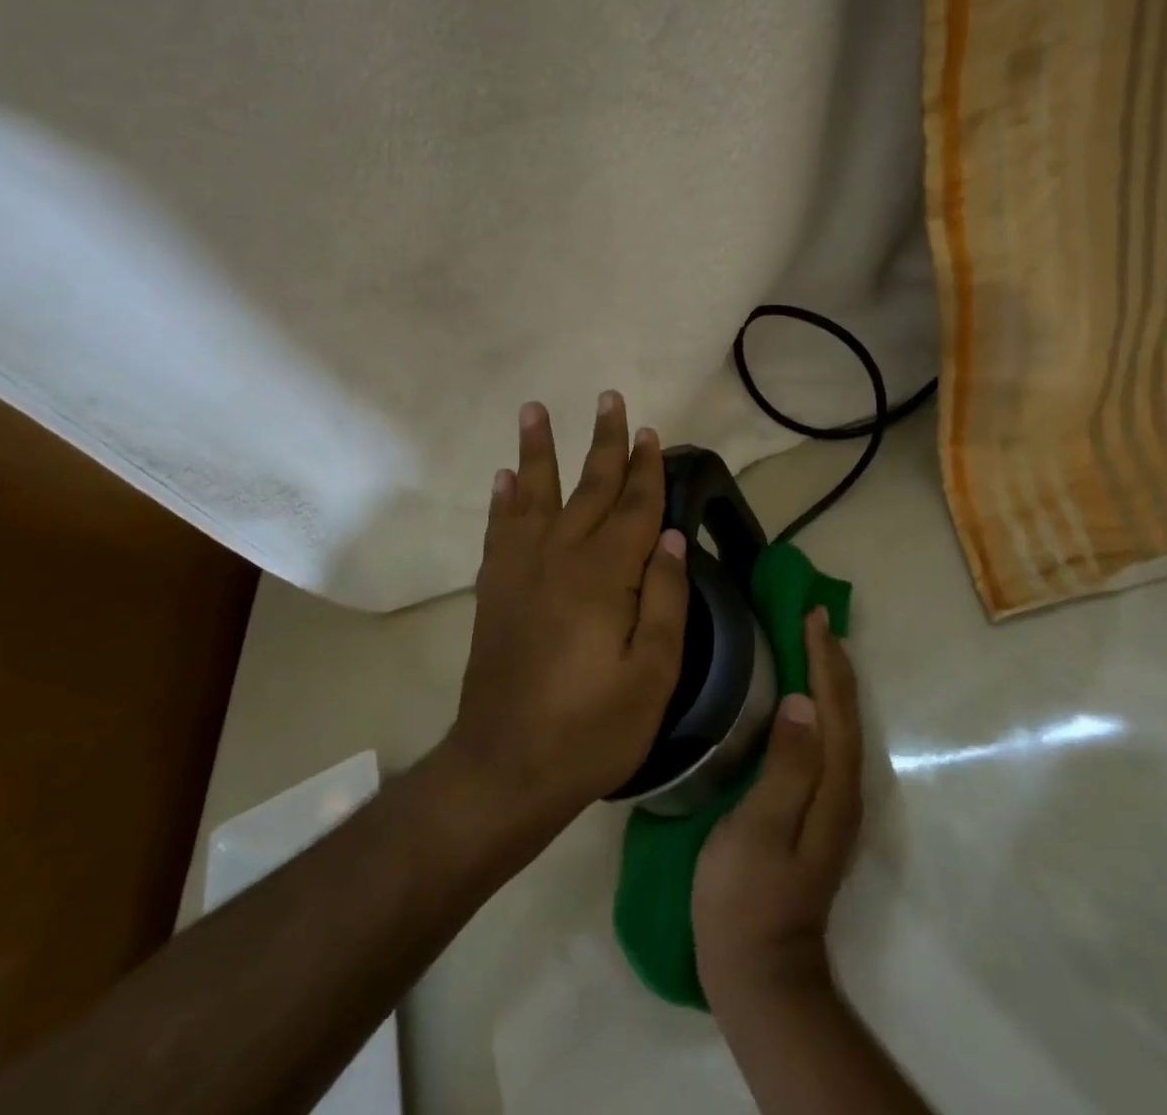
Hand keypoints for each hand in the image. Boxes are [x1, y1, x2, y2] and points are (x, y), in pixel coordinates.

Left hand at [446, 393, 688, 831]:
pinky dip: (503, 499)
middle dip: (604, 442)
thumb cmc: (591, 729)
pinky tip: (504, 477)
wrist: (504, 767)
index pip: (635, 507)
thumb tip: (671, 539)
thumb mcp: (653, 675)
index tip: (652, 432)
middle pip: (589, 487)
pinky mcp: (494, 589)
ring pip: (534, 494)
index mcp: (606, 576)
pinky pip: (500, 529)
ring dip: (538, 450)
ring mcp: (521, 570)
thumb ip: (665, 601)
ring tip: (535, 409)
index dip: (647, 469)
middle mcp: (561, 557)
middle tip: (608, 398)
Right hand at [692, 609, 863, 1007]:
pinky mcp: (818, 812)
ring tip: (812, 643)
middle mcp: (844, 789)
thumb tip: (803, 702)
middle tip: (813, 617)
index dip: (824, 658)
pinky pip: (827, 740)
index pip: (835, 706)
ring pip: (840, 724)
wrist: (759, 975)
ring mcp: (834, 804)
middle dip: (832, 660)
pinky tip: (803, 699)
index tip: (810, 615)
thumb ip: (786, 767)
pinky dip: (821, 706)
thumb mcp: (758, 831)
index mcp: (833, 787)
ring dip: (830, 679)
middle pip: (846, 711)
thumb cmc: (746, 898)